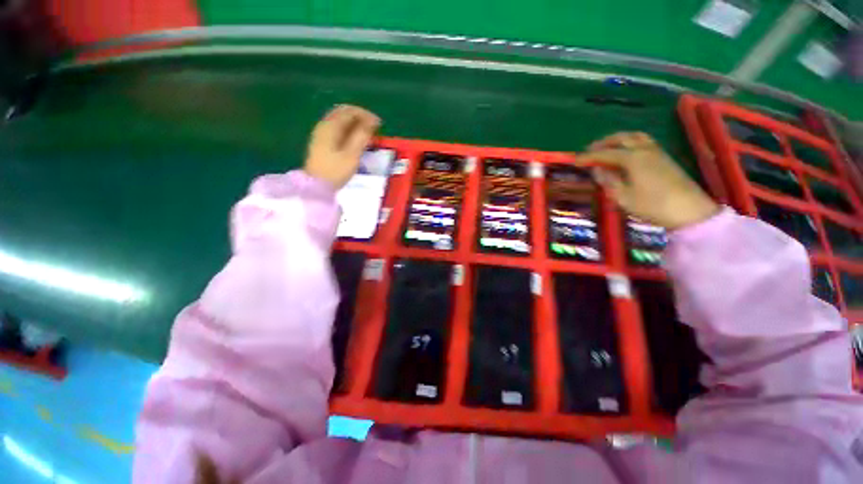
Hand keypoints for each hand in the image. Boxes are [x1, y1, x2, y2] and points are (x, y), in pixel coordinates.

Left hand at [304, 105, 381, 189]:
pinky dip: (348, 130)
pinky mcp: (321, 142)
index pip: (350, 111)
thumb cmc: (336, 170)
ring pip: (340, 121)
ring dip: (355, 124)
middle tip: (374, 128)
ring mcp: (321, 133)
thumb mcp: (352, 154)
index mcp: (331, 125)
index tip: (379, 125)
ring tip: (367, 135)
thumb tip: (372, 122)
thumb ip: (362, 136)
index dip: (366, 115)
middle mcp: (324, 125)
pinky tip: (355, 140)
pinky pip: (337, 129)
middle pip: (343, 113)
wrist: (316, 185)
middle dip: (360, 117)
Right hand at [576, 132, 718, 229]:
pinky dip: (629, 143)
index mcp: (633, 159)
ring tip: (606, 148)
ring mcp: (657, 152)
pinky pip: (643, 142)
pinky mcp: (664, 158)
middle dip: (603, 143)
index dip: (588, 157)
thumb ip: (608, 181)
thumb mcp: (623, 197)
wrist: (690, 211)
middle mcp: (645, 150)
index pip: (605, 154)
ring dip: (618, 140)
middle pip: (621, 138)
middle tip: (589, 151)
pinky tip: (625, 153)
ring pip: (635, 137)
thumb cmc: (652, 205)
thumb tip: (596, 170)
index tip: (574, 161)